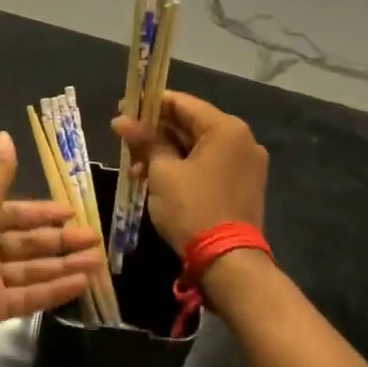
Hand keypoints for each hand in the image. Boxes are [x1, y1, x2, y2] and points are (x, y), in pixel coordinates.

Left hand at [0, 132, 104, 353]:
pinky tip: (82, 284)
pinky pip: (30, 296)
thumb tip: (4, 134)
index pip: (17, 213)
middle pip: (29, 243)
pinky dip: (55, 290)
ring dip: (65, 265)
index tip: (72, 212)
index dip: (43, 213)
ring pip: (33, 270)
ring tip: (97, 263)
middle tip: (94, 239)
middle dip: (61, 241)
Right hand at [114, 91, 268, 254]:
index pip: (182, 103)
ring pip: (197, 147)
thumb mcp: (162, 172)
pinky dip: (183, 167)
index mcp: (226, 128)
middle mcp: (242, 139)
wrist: (229, 263)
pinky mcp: (243, 185)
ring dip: (165, 152)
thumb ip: (145, 141)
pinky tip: (155, 179)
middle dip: (155, 132)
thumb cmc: (193, 209)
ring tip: (134, 167)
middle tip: (124, 139)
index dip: (149, 104)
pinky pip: (208, 164)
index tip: (123, 108)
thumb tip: (121, 120)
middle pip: (190, 124)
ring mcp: (246, 163)